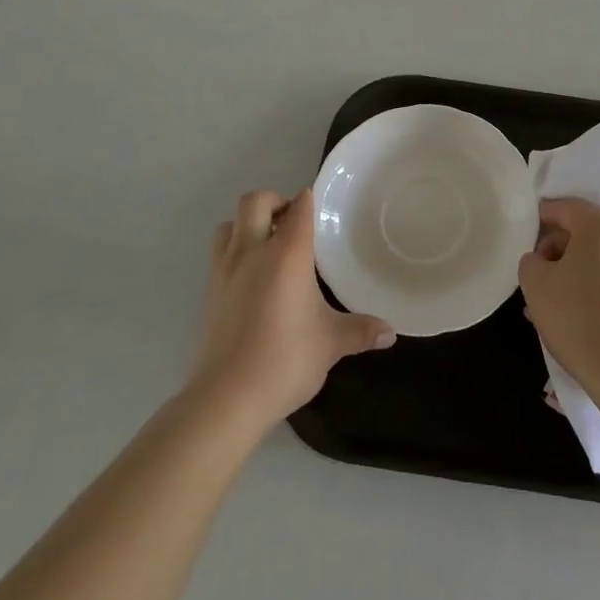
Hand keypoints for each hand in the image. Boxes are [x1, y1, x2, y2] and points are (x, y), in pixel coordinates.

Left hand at [190, 188, 395, 429]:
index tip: (318, 206)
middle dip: (273, 201)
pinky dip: (235, 251)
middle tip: (292, 221)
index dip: (308, 200)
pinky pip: (220, 254)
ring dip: (247, 224)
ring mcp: (225, 271)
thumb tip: (390, 333)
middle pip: (254, 202)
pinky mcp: (209, 293)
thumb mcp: (331, 343)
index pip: (298, 208)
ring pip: (229, 225)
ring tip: (268, 243)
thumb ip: (361, 331)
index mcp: (286, 254)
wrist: (226, 398)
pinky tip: (253, 278)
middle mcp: (252, 252)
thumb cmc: (285, 359)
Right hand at [519, 198, 599, 393]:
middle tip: (537, 276)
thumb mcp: (535, 284)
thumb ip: (531, 260)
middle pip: (587, 232)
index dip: (542, 217)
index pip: (566, 208)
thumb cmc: (577, 318)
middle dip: (559, 249)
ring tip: (556, 302)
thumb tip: (542, 260)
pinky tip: (582, 315)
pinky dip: (598, 287)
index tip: (525, 237)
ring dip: (578, 271)